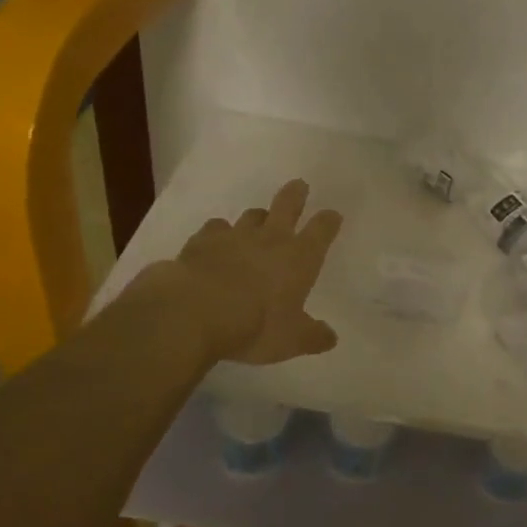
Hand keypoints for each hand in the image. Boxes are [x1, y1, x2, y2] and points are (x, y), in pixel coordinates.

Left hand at [147, 179, 342, 363]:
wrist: (193, 312)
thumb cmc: (254, 325)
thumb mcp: (291, 340)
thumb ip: (312, 336)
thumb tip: (331, 338)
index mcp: (299, 258)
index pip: (322, 231)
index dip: (329, 221)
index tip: (333, 215)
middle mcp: (270, 239)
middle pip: (287, 206)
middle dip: (295, 195)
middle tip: (299, 186)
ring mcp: (234, 237)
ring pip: (251, 216)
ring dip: (257, 217)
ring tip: (257, 222)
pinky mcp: (201, 242)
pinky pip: (214, 229)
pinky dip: (219, 232)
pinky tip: (215, 240)